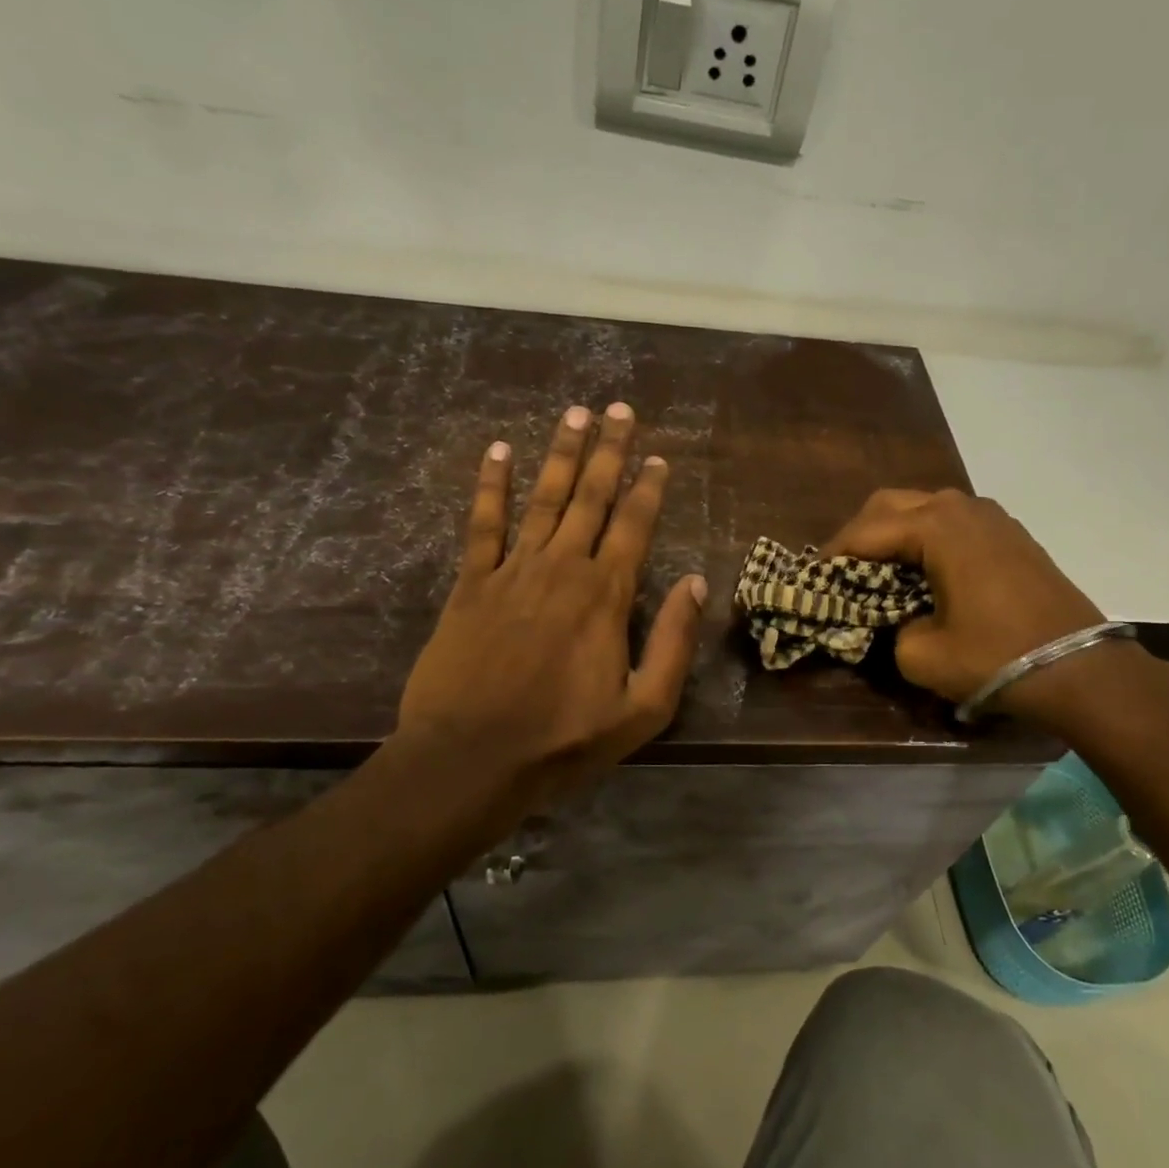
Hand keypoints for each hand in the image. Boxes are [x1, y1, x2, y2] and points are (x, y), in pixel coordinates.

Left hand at [395, 402, 705, 816]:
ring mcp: (513, 571)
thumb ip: (674, 642)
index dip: (648, 487)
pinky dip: (491, 486)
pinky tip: (498, 453)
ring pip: (544, 498)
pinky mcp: (471, 584)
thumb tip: (698, 583)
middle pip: (591, 497)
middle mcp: (563, 568)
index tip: (658, 456)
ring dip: (561, 454)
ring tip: (575, 414)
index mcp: (606, 595)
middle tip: (618, 408)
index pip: (634, 525)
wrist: (470, 759)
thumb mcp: (643, 709)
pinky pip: (483, 524)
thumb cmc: (564, 740)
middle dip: (609, 450)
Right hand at [825, 489, 1104, 709]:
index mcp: (935, 528)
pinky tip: (923, 570)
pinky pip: (954, 522)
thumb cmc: (995, 657)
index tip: (813, 578)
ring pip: (925, 507)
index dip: (833, 555)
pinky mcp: (1011, 534)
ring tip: (879, 569)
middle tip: (843, 569)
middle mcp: (961, 508)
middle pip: (892, 503)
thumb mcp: (921, 655)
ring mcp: (992, 517)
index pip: (866, 531)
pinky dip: (927, 537)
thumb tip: (892, 620)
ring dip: (895, 531)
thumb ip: (890, 630)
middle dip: (861, 533)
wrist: (1081, 669)